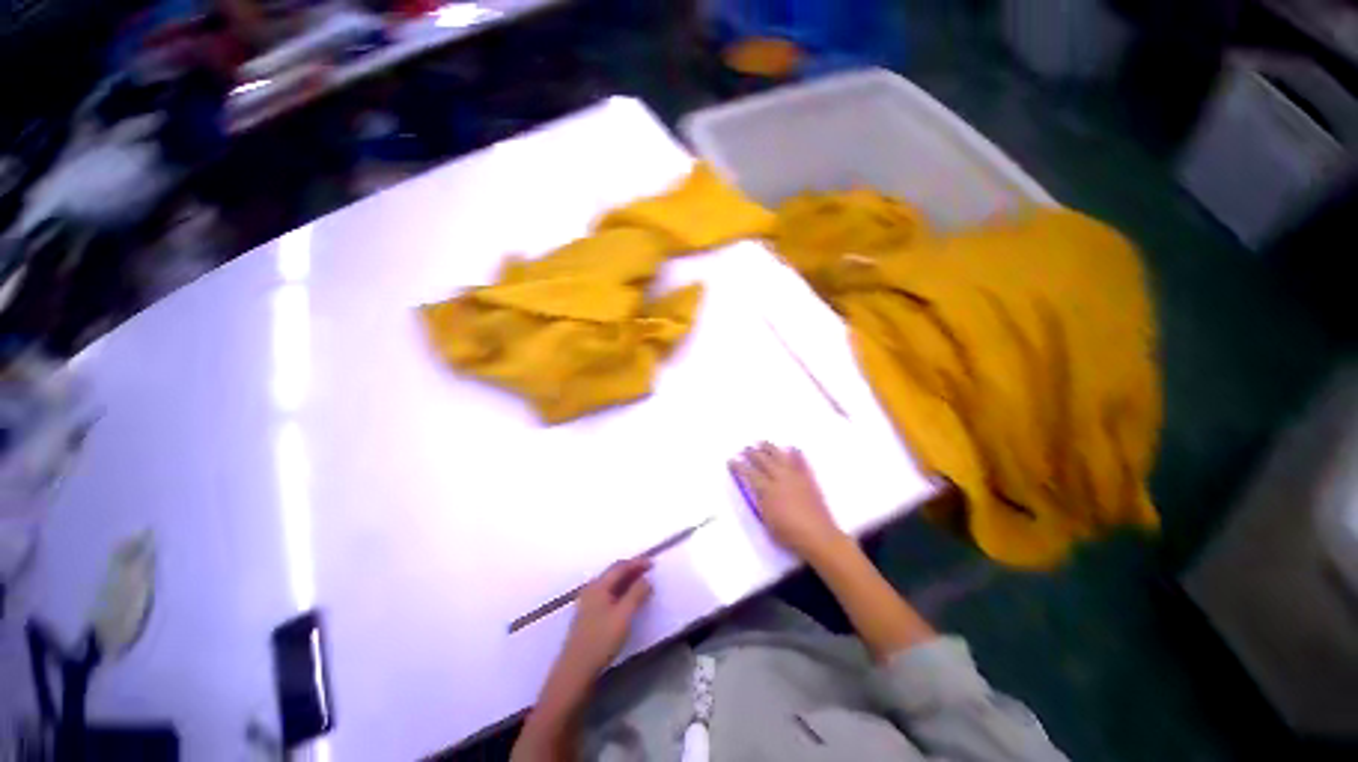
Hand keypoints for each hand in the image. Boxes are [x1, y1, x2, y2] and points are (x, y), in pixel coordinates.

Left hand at [558, 558, 652, 679]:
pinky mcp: (588, 617)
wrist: (575, 671)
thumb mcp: (624, 615)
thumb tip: (646, 579)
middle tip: (648, 571)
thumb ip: (636, 594)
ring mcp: (587, 603)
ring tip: (641, 584)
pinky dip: (620, 592)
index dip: (637, 562)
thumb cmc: (601, 640)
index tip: (652, 563)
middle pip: (614, 573)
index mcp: (599, 586)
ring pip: (610, 585)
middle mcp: (591, 590)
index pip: (620, 567)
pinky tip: (627, 601)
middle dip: (632, 570)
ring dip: (626, 581)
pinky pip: (607, 595)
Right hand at [731, 442, 846, 559]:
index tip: (732, 460)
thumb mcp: (766, 520)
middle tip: (745, 449)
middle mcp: (779, 478)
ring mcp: (795, 477)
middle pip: (763, 461)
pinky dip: (796, 454)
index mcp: (767, 490)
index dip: (739, 466)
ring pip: (780, 457)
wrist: (818, 536)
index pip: (749, 473)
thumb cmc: (788, 533)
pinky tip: (792, 448)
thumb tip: (755, 490)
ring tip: (762, 443)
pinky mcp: (808, 479)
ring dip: (769, 448)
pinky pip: (801, 462)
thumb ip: (760, 502)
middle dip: (752, 453)